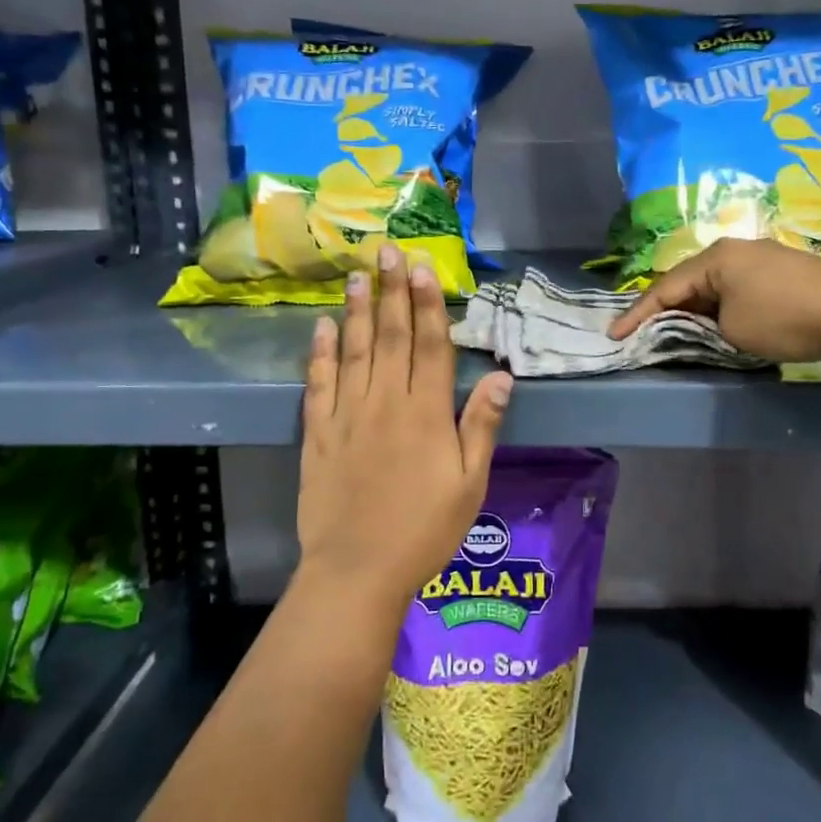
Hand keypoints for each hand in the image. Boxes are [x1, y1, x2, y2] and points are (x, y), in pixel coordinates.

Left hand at [298, 243, 513, 608]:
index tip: (421, 268)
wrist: (358, 571)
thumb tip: (502, 376)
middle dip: (391, 291)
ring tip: (357, 275)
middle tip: (386, 251)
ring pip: (354, 351)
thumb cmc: (424, 530)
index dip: (427, 304)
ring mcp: (347, 416)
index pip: (430, 346)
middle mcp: (386, 403)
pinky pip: (319, 384)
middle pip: (391, 337)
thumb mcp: (470, 483)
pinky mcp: (318, 434)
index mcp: (426, 414)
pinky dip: (320, 353)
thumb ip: (481, 426)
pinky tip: (322, 326)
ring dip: (357, 310)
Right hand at [608, 237, 820, 363]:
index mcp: (715, 258)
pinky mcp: (782, 271)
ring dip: (694, 309)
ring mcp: (761, 258)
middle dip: (664, 308)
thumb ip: (704, 326)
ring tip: (675, 330)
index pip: (665, 288)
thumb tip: (705, 323)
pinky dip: (720, 307)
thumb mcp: (732, 330)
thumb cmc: (785, 318)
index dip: (637, 314)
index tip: (614, 335)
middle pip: (688, 281)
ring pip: (713, 285)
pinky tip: (718, 322)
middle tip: (641, 331)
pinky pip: (736, 288)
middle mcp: (734, 250)